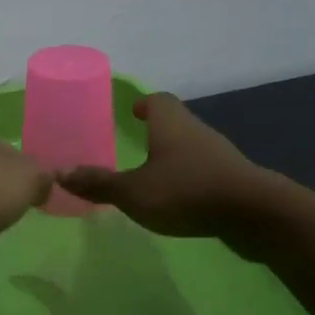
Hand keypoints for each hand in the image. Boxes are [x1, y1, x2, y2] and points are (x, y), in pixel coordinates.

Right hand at [59, 93, 264, 239]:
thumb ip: (98, 183)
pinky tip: (178, 198)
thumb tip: (59, 172)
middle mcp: (196, 131)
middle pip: (175, 122)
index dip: (143, 104)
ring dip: (173, 155)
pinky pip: (203, 170)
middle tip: (135, 143)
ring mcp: (219, 155)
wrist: (254, 214)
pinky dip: (189, 177)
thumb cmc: (186, 192)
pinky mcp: (233, 179)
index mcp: (171, 124)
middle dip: (156, 130)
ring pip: (190, 147)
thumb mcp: (133, 192)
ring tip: (152, 174)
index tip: (132, 112)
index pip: (157, 101)